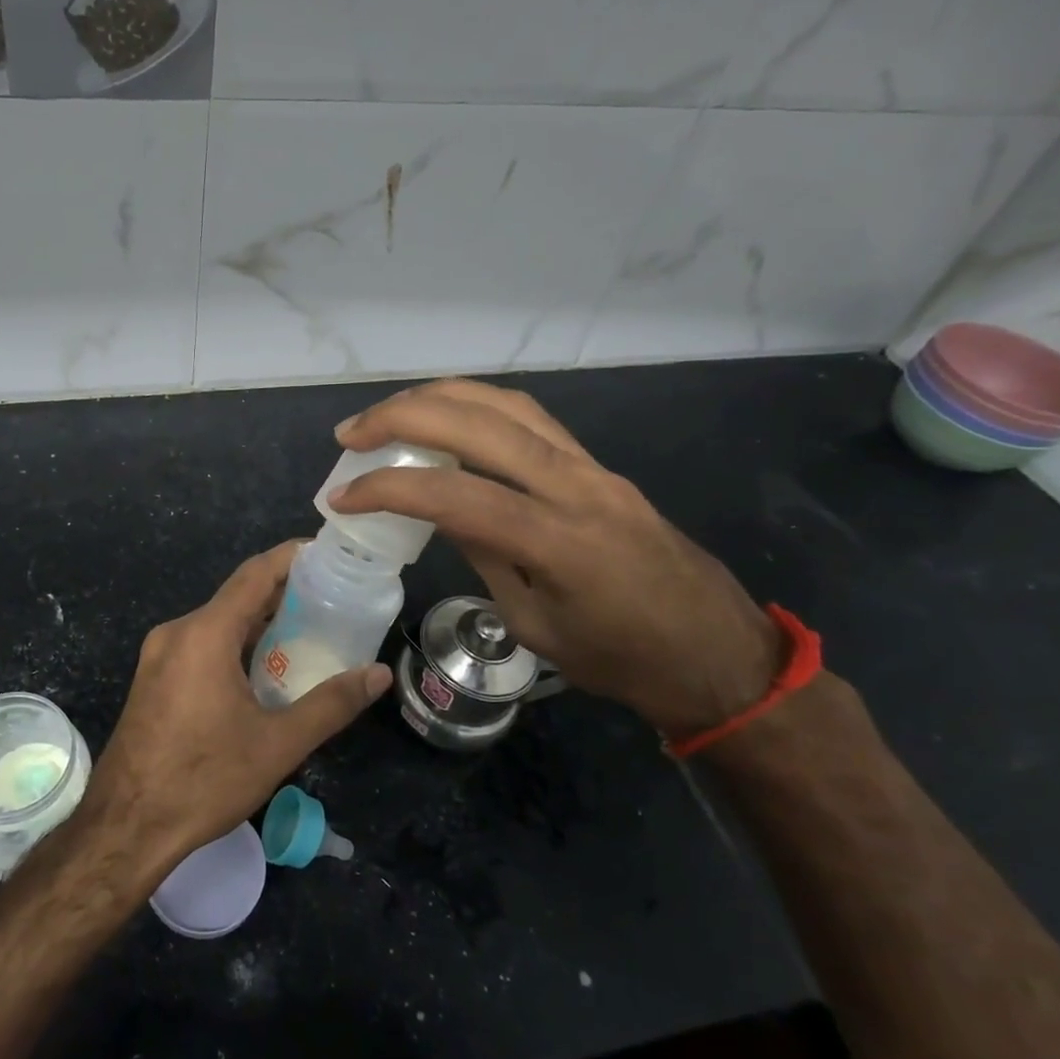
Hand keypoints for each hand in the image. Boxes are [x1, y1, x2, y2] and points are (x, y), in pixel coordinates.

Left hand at [81, 540, 391, 869]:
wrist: (124, 829)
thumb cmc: (203, 781)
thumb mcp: (277, 745)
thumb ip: (331, 704)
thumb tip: (378, 674)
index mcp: (204, 634)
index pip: (255, 574)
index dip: (292, 558)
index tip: (329, 553)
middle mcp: (177, 632)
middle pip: (237, 596)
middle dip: (283, 592)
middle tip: (332, 598)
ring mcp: (159, 656)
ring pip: (218, 622)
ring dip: (259, 621)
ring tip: (308, 630)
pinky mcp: (153, 679)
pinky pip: (201, 644)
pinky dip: (235, 643)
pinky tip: (264, 667)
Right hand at [328, 380, 778, 738]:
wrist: (716, 653)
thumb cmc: (623, 660)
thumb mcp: (537, 625)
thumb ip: (486, 556)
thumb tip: (439, 509)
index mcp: (559, 543)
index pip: (455, 496)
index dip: (389, 489)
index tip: (342, 496)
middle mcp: (576, 487)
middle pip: (479, 424)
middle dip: (403, 418)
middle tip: (351, 433)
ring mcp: (592, 467)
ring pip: (506, 405)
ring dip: (439, 398)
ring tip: (390, 413)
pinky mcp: (598, 464)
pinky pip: (530, 418)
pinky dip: (476, 406)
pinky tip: (447, 417)